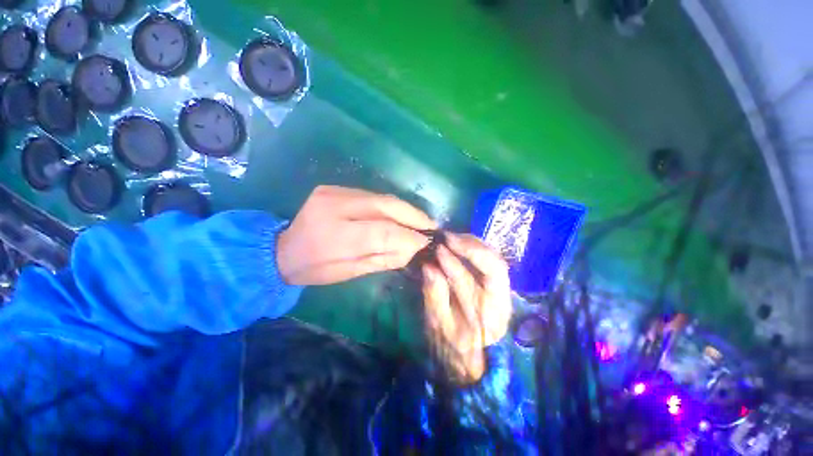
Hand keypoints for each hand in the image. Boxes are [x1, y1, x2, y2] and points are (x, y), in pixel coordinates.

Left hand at [277, 186, 435, 285]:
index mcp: (333, 235)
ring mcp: (334, 192)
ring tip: (420, 220)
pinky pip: (373, 195)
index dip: (408, 236)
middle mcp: (334, 206)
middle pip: (385, 205)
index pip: (382, 231)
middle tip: (431, 225)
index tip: (425, 242)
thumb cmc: (315, 268)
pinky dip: (391, 206)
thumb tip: (413, 247)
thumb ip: (383, 258)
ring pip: (382, 197)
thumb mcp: (349, 272)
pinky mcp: (335, 187)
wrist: (282, 248)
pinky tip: (401, 214)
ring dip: (405, 209)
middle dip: (413, 215)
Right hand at [422, 233, 511, 383]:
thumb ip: (435, 296)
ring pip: (489, 256)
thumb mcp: (439, 326)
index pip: (492, 271)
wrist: (462, 363)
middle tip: (445, 237)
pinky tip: (453, 245)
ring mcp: (495, 288)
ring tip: (448, 238)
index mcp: (496, 309)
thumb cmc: (451, 348)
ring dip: (468, 243)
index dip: (470, 253)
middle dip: (469, 244)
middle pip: (495, 259)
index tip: (445, 245)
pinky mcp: (485, 285)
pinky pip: (479, 260)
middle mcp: (501, 294)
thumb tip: (429, 266)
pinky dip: (466, 249)